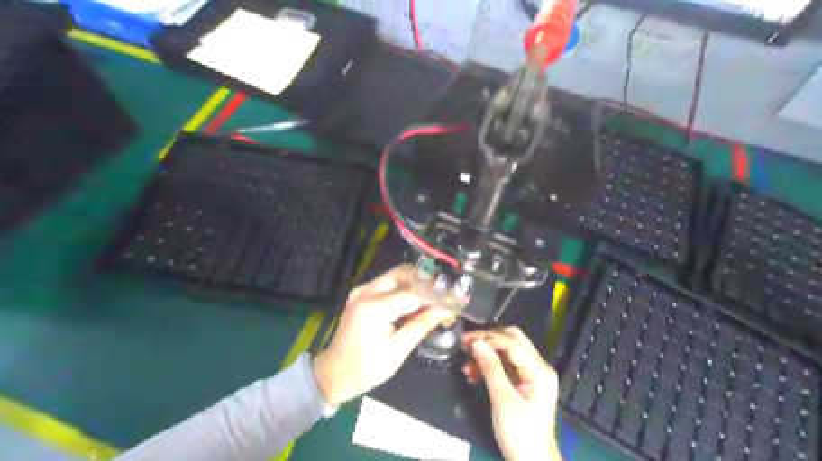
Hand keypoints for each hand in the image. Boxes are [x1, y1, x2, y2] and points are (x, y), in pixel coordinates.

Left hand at [316, 266, 455, 406]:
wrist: (333, 373)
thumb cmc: (366, 369)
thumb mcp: (397, 351)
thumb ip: (422, 324)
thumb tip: (446, 309)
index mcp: (374, 308)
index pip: (413, 292)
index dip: (436, 293)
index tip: (456, 296)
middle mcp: (366, 292)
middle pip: (404, 273)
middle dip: (427, 281)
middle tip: (446, 294)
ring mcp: (362, 290)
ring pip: (397, 275)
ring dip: (417, 283)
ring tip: (435, 298)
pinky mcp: (362, 293)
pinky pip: (388, 283)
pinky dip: (405, 288)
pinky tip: (417, 301)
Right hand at [462, 325, 565, 460]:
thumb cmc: (519, 432)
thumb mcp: (502, 399)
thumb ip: (490, 367)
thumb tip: (476, 342)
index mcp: (539, 369)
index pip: (513, 342)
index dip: (488, 338)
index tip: (466, 339)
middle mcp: (538, 366)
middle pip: (512, 340)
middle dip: (488, 340)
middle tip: (466, 345)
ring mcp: (532, 373)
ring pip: (507, 350)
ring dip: (487, 353)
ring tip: (467, 364)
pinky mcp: (524, 381)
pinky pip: (506, 364)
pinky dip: (490, 364)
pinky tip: (474, 373)